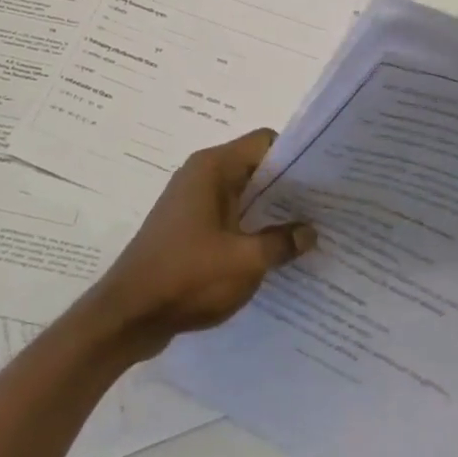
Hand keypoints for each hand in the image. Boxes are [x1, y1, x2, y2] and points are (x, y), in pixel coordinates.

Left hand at [87, 130, 316, 357]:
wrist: (129, 314)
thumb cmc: (187, 277)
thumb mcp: (245, 261)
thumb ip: (281, 243)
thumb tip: (309, 231)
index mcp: (212, 168)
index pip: (264, 142)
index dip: (297, 156)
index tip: (327, 178)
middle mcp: (201, 175)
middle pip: (255, 167)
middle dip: (289, 186)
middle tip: (328, 208)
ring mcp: (192, 202)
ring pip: (243, 195)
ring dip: (271, 211)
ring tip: (310, 232)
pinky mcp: (188, 229)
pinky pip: (229, 217)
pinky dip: (251, 229)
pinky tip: (276, 253)